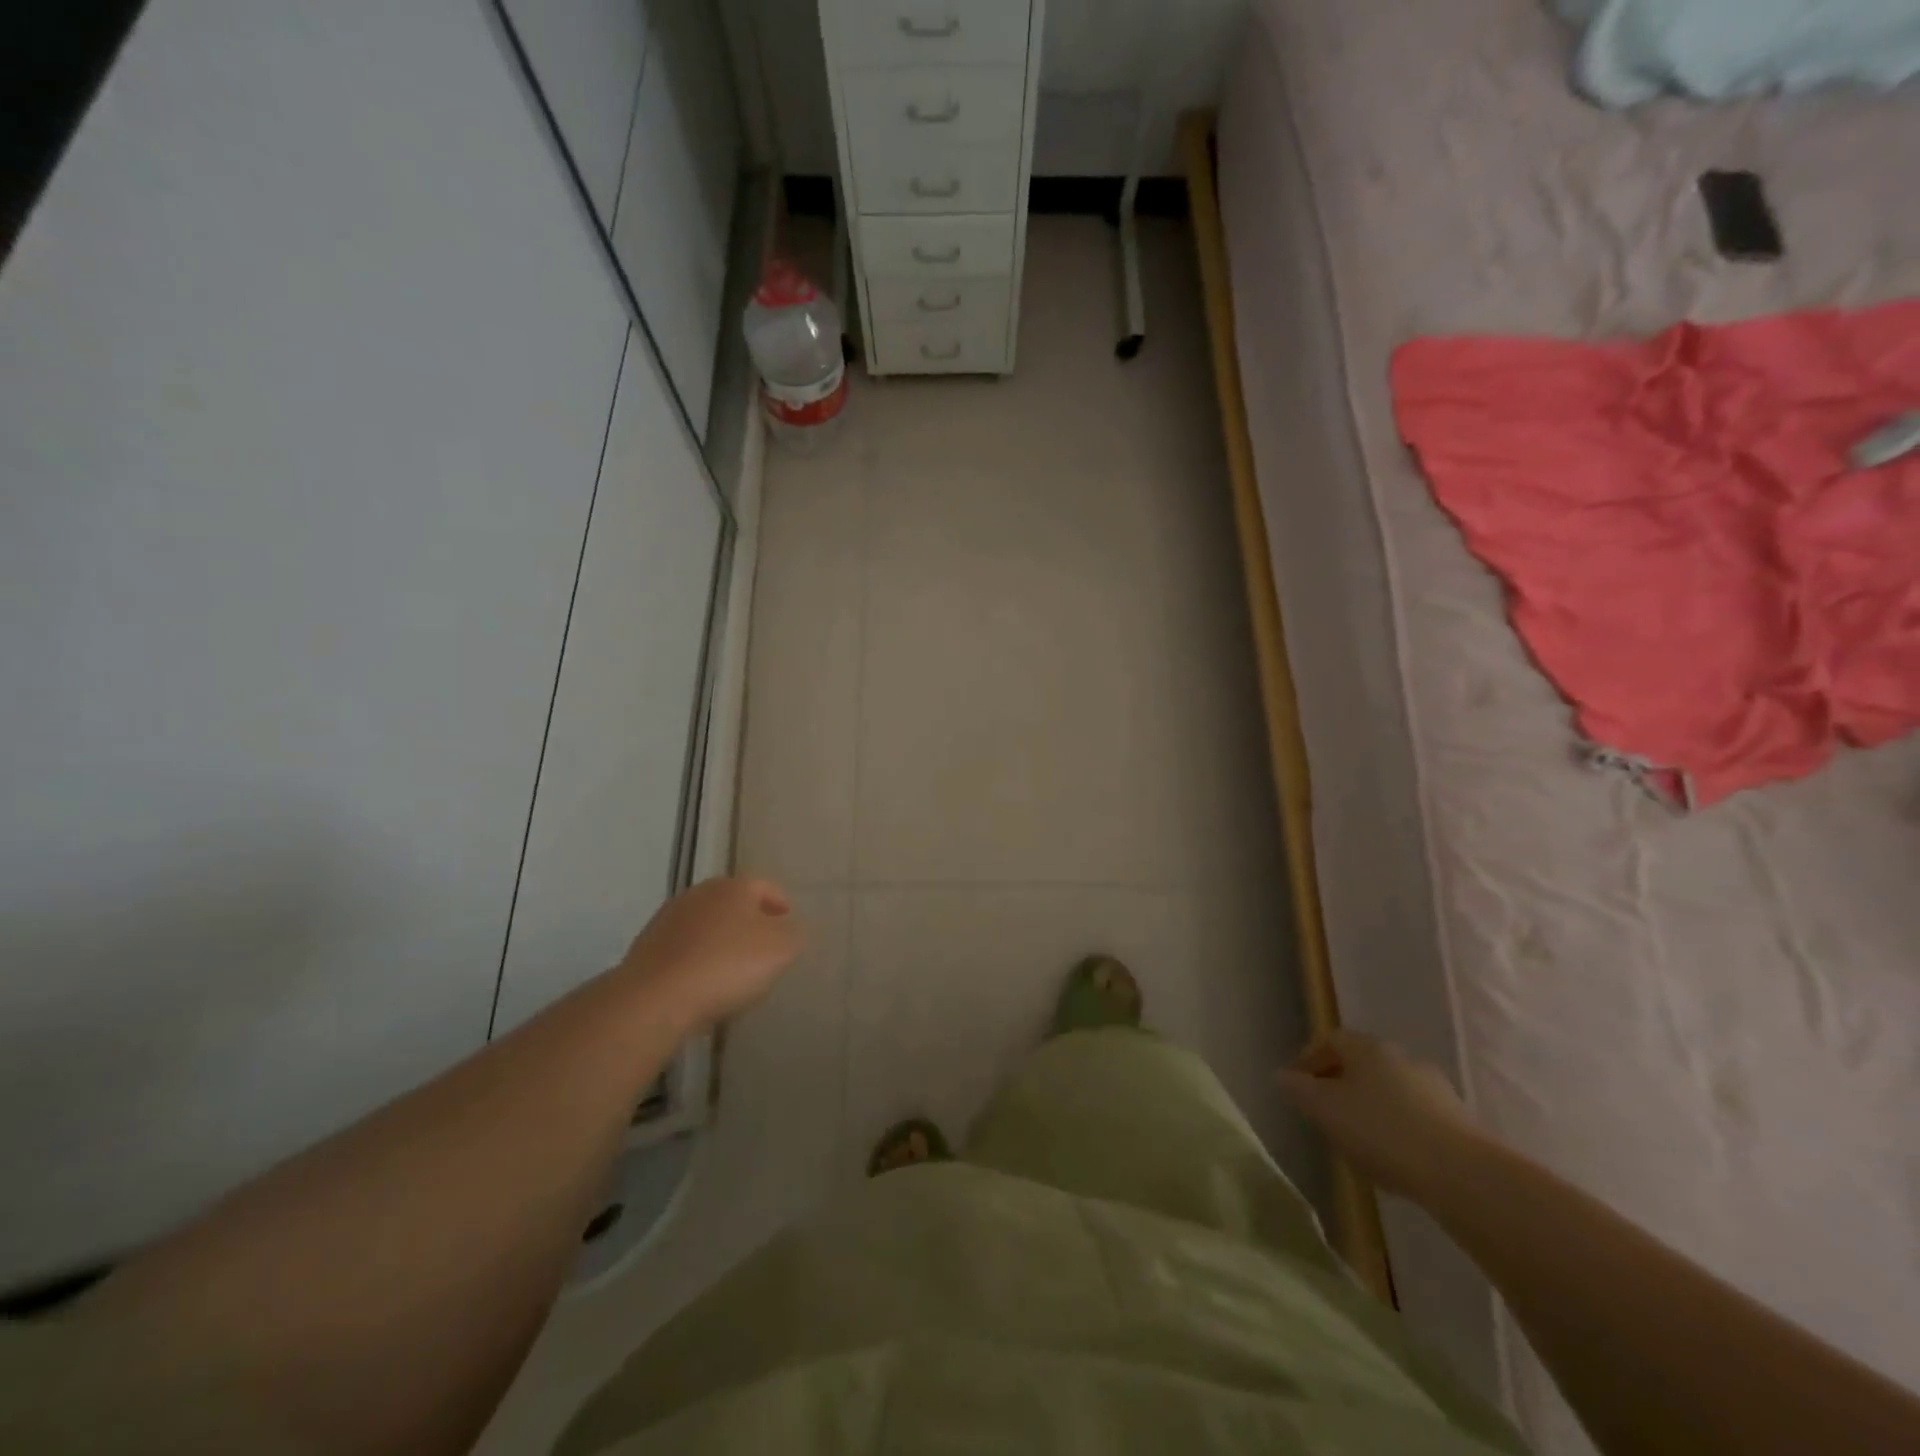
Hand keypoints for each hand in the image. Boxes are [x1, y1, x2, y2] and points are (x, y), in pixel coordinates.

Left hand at [619, 878, 802, 1031]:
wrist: (655, 998)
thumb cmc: (727, 965)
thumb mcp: (781, 949)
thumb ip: (793, 933)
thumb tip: (788, 928)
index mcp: (734, 886)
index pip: (766, 887)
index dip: (780, 905)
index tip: (788, 926)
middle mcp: (700, 893)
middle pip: (733, 904)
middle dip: (750, 922)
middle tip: (763, 950)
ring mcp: (669, 918)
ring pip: (707, 926)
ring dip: (720, 941)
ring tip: (732, 972)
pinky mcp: (646, 947)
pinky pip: (684, 949)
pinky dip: (696, 960)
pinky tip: (702, 985)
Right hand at [1278, 1029, 1484, 1198]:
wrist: (1463, 1175)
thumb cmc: (1382, 1131)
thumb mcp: (1325, 1110)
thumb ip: (1299, 1090)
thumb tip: (1284, 1076)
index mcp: (1368, 1047)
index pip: (1331, 1040)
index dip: (1309, 1059)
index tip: (1296, 1084)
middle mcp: (1402, 1057)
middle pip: (1361, 1063)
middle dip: (1339, 1083)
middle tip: (1323, 1111)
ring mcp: (1435, 1088)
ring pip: (1389, 1089)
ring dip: (1369, 1106)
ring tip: (1356, 1138)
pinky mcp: (1458, 1121)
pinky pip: (1414, 1114)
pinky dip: (1396, 1126)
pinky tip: (1392, 1155)